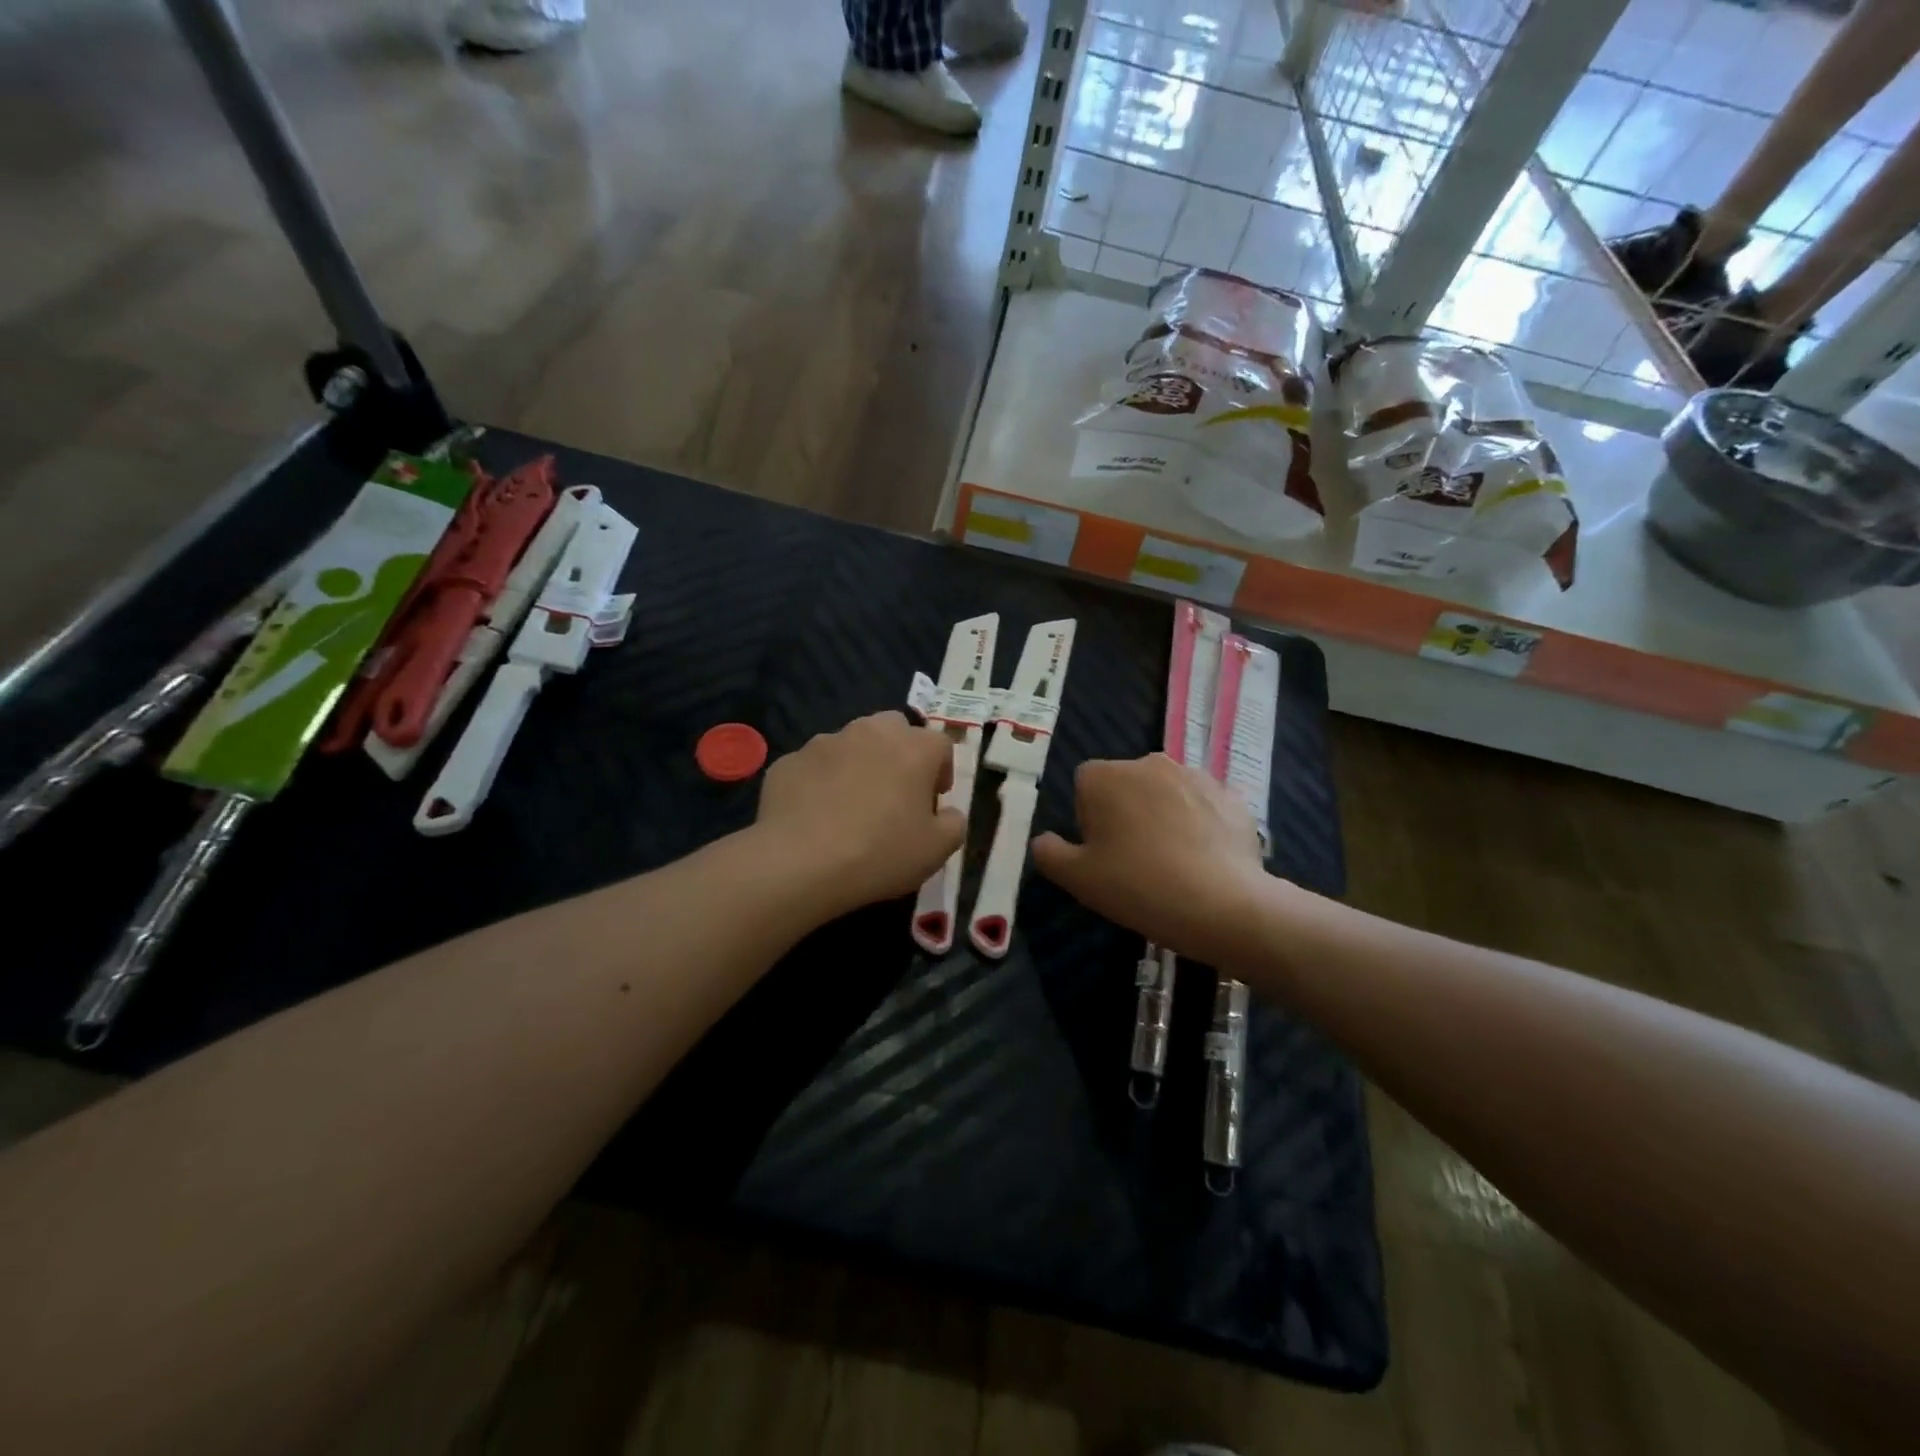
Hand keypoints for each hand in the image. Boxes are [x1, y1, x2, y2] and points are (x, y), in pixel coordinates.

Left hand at [755, 711, 966, 916]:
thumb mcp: (936, 850)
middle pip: (894, 729)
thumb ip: (953, 824)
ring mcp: (825, 742)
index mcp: (913, 748)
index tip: (933, 801)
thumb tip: (948, 813)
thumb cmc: (880, 853)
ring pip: (851, 743)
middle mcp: (870, 732)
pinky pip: (814, 766)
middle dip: (899, 753)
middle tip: (895, 792)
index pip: (940, 744)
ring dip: (858, 764)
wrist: (800, 863)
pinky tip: (816, 815)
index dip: (941, 771)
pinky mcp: (789, 761)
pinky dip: (820, 782)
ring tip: (850, 805)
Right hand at [1032, 754, 1268, 965]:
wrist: (1221, 904)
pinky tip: (1205, 860)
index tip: (1102, 852)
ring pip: (1167, 794)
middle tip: (1135, 860)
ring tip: (1174, 863)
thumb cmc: (1137, 885)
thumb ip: (1048, 853)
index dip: (1090, 819)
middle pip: (1127, 785)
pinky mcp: (1232, 795)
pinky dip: (1202, 824)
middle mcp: (1149, 763)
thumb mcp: (1076, 878)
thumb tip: (1044, 840)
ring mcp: (1195, 775)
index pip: (1085, 787)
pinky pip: (1205, 806)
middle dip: (1127, 812)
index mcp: (1105, 776)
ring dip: (1165, 816)